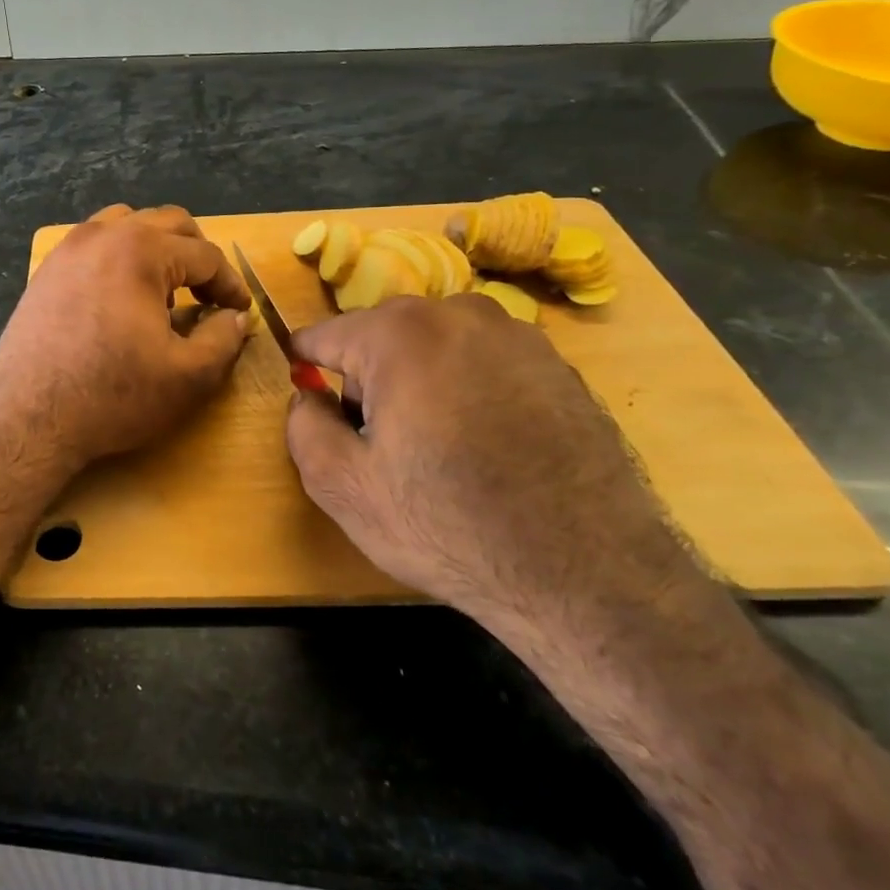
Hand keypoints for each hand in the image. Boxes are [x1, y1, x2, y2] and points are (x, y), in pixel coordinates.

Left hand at [0, 204, 252, 469]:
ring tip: (165, 290)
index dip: (231, 283)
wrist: (28, 417)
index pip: (205, 254)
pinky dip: (119, 257)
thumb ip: (224, 338)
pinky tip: (121, 298)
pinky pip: (94, 244)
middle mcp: (102, 234)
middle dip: (197, 255)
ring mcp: (68, 249)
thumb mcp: (188, 376)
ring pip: (126, 224)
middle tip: (209, 295)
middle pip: (167, 224)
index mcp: (141, 249)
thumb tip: (235, 316)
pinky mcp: (46, 271)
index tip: (240, 311)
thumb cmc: (112, 395)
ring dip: (156, 247)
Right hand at [285, 294, 695, 627]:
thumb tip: (309, 397)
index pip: (325, 335)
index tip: (304, 388)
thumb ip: (302, 426)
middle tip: (379, 441)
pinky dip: (470, 391)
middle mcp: (460, 314)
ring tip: (438, 447)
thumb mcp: (342, 486)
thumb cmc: (447, 523)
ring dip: (420, 381)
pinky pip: (485, 364)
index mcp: (399, 333)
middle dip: (367, 378)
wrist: (588, 575)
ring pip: (436, 347)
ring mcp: (519, 336)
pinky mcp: (560, 367)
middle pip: (382, 336)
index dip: (305, 364)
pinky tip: (486, 447)